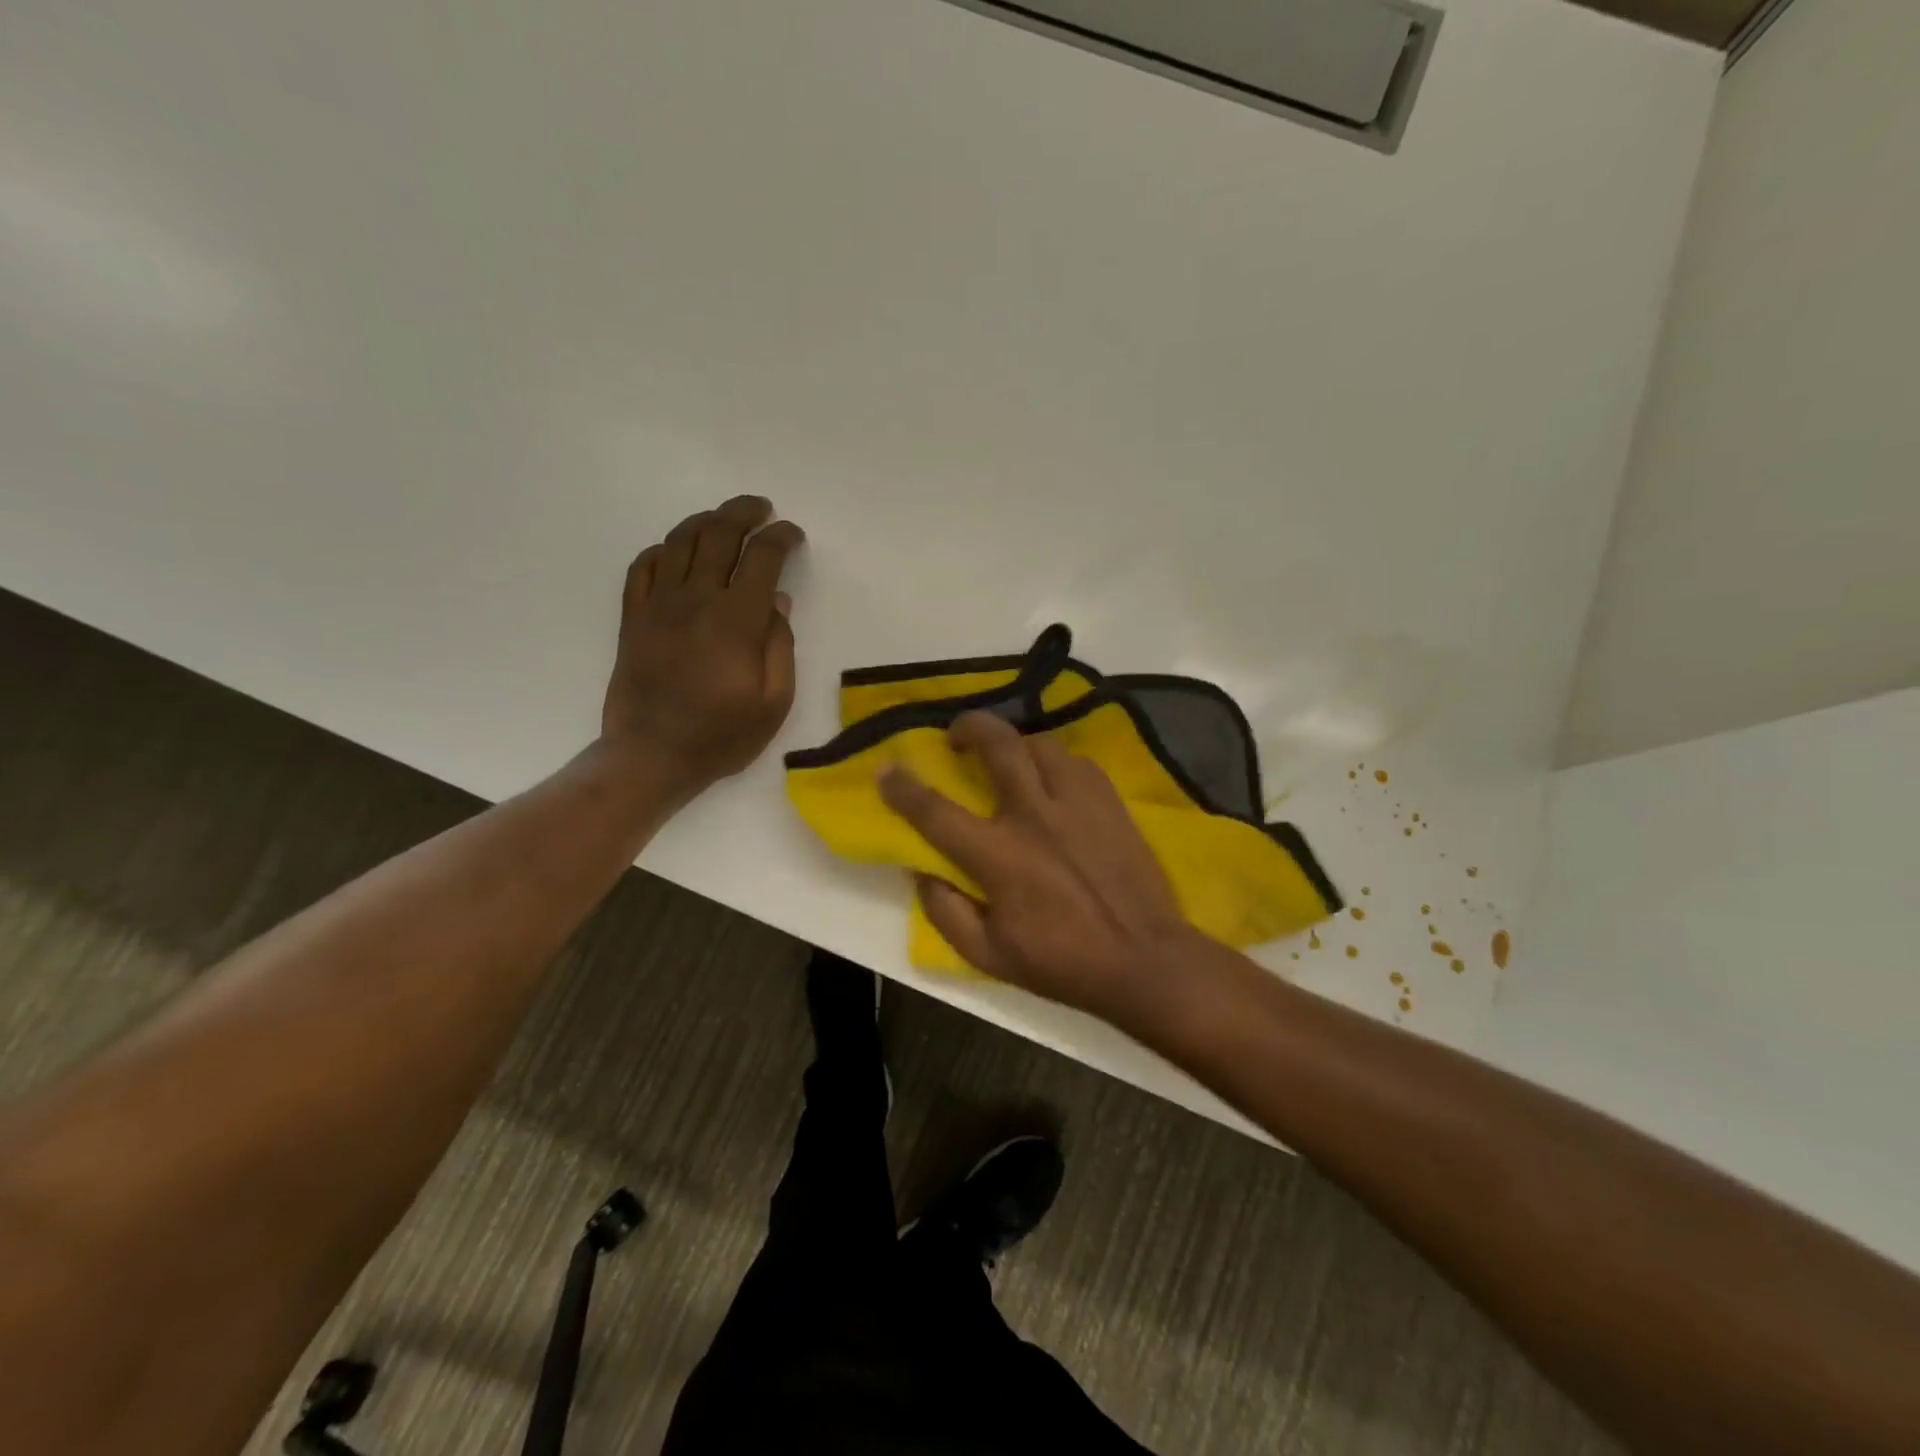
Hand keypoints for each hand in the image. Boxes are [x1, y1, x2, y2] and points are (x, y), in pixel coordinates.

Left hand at [602, 495, 804, 791]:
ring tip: (723, 519)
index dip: (781, 537)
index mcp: (737, 619)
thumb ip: (781, 646)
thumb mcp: (774, 702)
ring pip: (680, 540)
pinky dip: (663, 549)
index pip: (762, 557)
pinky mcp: (634, 617)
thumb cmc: (721, 735)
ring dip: (705, 521)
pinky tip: (676, 552)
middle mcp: (696, 598)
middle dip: (745, 512)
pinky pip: (643, 566)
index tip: (793, 535)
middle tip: (762, 509)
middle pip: (719, 534)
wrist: (651, 756)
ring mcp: (658, 604)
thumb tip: (778, 601)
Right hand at [878, 711, 1200, 1022]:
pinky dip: (1055, 761)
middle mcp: (1035, 816)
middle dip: (969, 727)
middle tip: (957, 737)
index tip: (887, 768)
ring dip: (1015, 743)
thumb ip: (945, 911)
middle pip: (997, 744)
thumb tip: (921, 870)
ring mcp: (1077, 802)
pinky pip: (1076, 760)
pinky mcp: (1110, 801)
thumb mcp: (988, 956)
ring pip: (1040, 743)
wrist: (1144, 958)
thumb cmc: (1062, 961)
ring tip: (1008, 757)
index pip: (936, 812)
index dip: (903, 787)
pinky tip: (1053, 777)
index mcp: (999, 856)